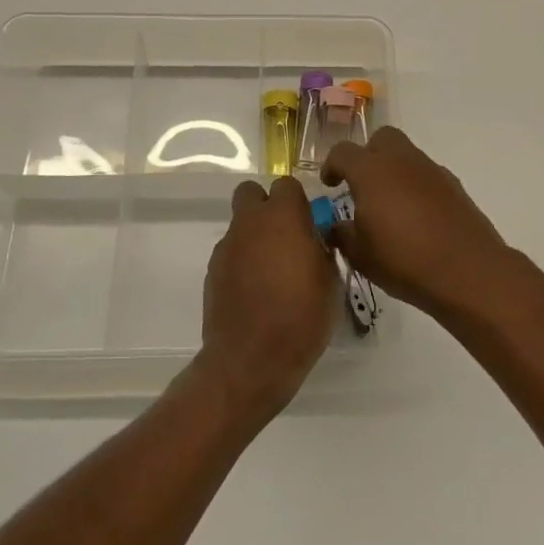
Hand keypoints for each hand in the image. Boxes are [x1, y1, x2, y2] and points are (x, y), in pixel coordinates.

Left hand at [198, 175, 336, 419]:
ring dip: (256, 238)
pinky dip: (243, 263)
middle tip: (286, 236)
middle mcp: (249, 223)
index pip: (286, 184)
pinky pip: (232, 253)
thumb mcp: (331, 280)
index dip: (298, 201)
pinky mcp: (212, 271)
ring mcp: (226, 247)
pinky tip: (256, 292)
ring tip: (273, 273)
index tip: (310, 224)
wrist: (251, 360)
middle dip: (267, 206)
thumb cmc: (302, 316)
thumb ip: (322, 247)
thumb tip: (314, 238)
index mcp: (282, 217)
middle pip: (251, 193)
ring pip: (241, 225)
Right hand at [320, 127, 510, 316]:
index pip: (343, 152)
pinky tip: (417, 219)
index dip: (332, 166)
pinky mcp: (454, 186)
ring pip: (407, 156)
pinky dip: (417, 188)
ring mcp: (432, 171)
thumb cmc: (404, 260)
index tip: (330, 185)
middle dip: (368, 156)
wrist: (467, 271)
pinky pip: (427, 176)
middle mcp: (402, 161)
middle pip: (382, 139)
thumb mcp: (360, 255)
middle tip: (362, 186)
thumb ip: (342, 235)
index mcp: (371, 171)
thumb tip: (336, 227)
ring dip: (394, 172)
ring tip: (390, 207)